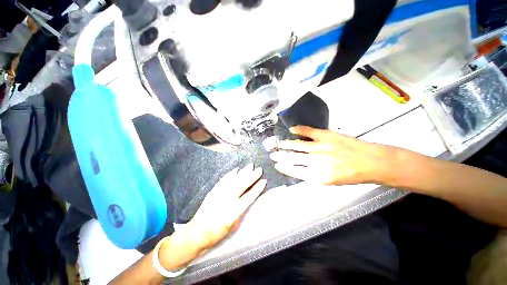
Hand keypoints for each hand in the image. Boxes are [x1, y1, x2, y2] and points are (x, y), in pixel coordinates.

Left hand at [187, 163, 266, 249]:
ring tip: (250, 165)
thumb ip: (242, 211)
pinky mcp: (213, 191)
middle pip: (242, 185)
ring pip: (234, 179)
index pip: (249, 197)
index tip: (264, 181)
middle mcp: (227, 200)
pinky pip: (224, 179)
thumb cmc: (218, 233)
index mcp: (234, 211)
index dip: (257, 188)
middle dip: (252, 176)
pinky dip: (231, 173)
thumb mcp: (234, 226)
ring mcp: (219, 193)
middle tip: (259, 169)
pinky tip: (236, 169)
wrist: (197, 233)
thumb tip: (248, 198)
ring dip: (243, 172)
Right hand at [270, 126, 396, 185]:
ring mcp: (321, 147)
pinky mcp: (326, 136)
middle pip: (293, 157)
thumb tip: (298, 168)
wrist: (371, 162)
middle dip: (281, 156)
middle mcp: (317, 161)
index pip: (294, 171)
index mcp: (318, 176)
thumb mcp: (331, 181)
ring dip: (286, 144)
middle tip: (272, 154)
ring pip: (298, 145)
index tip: (277, 165)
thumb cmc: (351, 175)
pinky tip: (292, 130)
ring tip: (278, 144)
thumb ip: (313, 175)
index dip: (284, 167)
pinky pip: (309, 131)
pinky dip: (299, 130)